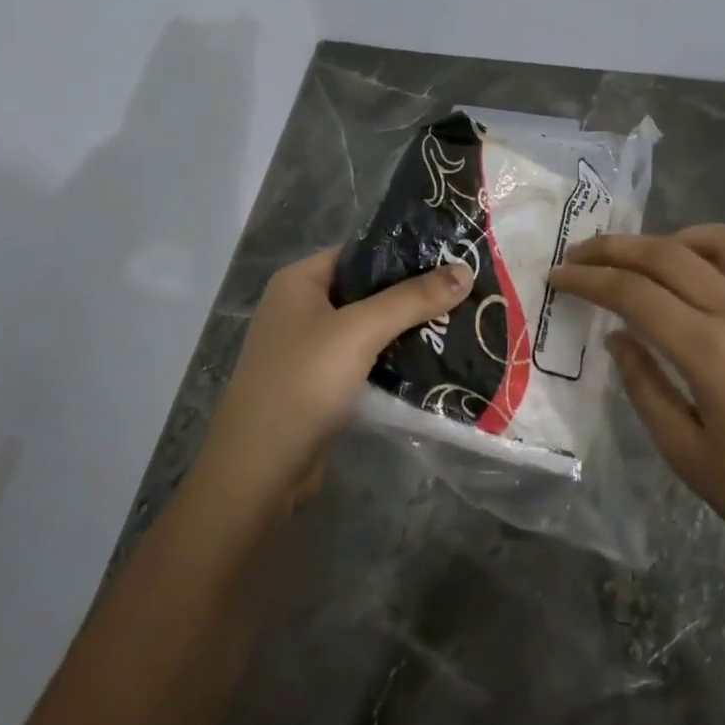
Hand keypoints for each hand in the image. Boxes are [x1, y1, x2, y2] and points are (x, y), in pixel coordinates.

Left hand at [185, 248, 472, 540]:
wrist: (259, 471)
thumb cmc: (303, 384)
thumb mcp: (360, 332)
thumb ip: (412, 299)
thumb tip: (465, 270)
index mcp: (300, 281)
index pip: (361, 252)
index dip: (406, 253)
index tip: (454, 257)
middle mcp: (302, 308)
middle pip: (368, 290)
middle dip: (414, 294)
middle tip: (466, 293)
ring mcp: (310, 348)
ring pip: (370, 328)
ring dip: (408, 329)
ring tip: (460, 323)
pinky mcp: (321, 384)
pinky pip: (365, 360)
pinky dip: (395, 359)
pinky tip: (434, 360)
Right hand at [549, 225, 724, 575]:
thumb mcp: (686, 454)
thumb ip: (644, 386)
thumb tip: (619, 337)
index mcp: (711, 349)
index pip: (633, 293)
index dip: (589, 279)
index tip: (559, 275)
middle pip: (670, 254)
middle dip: (617, 247)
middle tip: (585, 252)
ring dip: (681, 238)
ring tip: (656, 257)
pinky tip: (723, 278)